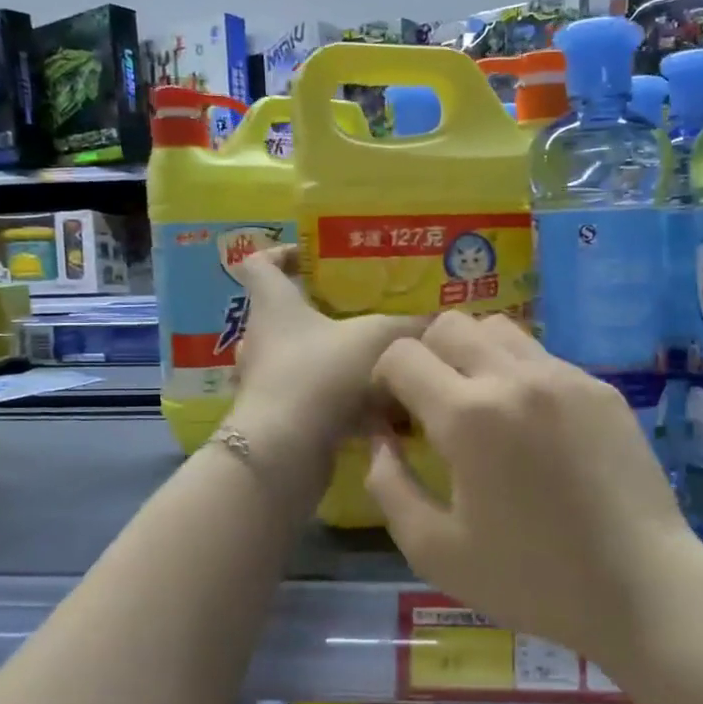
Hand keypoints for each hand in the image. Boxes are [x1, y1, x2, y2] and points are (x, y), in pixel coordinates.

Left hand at [229, 247, 425, 483]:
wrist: (285, 451)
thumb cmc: (321, 374)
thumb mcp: (378, 338)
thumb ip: (411, 326)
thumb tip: (443, 320)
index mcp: (274, 305)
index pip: (259, 263)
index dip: (282, 252)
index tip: (313, 256)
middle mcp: (263, 339)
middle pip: (287, 313)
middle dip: (324, 311)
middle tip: (366, 311)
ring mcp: (268, 380)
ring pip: (303, 358)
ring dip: (335, 358)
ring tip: (379, 360)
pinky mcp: (281, 416)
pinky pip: (314, 397)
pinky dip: (342, 400)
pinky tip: (381, 409)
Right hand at [364, 311, 699, 669]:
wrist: (641, 587)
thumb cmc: (531, 579)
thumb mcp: (435, 551)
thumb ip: (389, 486)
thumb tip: (380, 439)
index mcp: (468, 417)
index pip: (403, 354)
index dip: (385, 378)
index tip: (395, 414)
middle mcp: (515, 378)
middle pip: (451, 324)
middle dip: (427, 356)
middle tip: (434, 404)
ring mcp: (565, 377)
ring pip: (500, 329)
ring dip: (475, 354)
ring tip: (483, 405)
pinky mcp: (600, 388)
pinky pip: (543, 356)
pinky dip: (520, 373)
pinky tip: (533, 424)